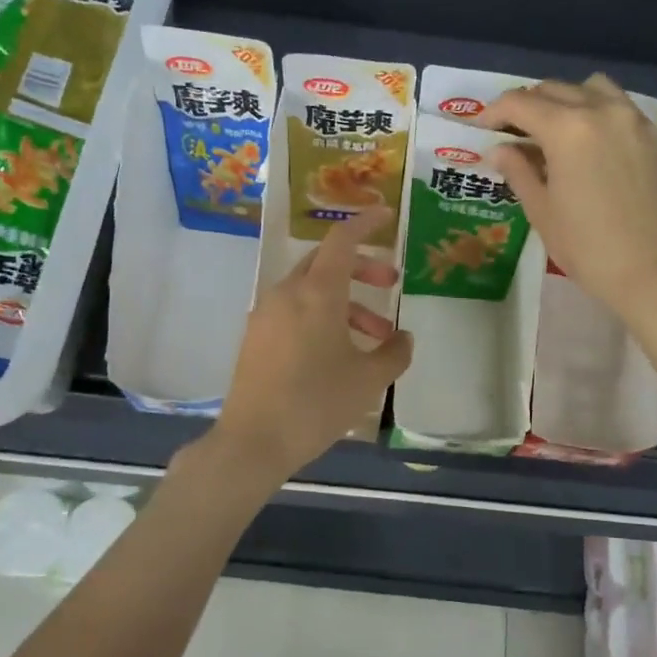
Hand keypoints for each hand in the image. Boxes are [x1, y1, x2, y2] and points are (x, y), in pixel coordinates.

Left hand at [213, 206, 413, 477]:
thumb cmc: (317, 404)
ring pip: (312, 290)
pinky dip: (322, 316)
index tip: (387, 214)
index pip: (342, 239)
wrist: (254, 441)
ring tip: (375, 335)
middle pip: (326, 261)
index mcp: (317, 293)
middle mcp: (288, 294)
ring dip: (346, 301)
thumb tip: (402, 339)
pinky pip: (294, 310)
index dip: (366, 222)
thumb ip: (394, 353)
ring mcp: (266, 314)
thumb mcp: (369, 380)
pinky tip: (339, 351)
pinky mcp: (256, 337)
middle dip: (362, 267)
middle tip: (390, 282)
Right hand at [482, 74, 656, 311]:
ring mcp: (634, 120)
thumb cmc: (587, 247)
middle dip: (528, 105)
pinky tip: (592, 144)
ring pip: (592, 89)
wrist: (652, 271)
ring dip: (567, 100)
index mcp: (567, 128)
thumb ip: (518, 170)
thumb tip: (499, 149)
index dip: (494, 112)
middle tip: (514, 132)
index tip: (482, 128)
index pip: (520, 103)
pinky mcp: (656, 137)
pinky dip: (598, 113)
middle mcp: (602, 111)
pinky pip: (621, 107)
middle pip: (554, 90)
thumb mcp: (542, 211)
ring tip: (556, 130)